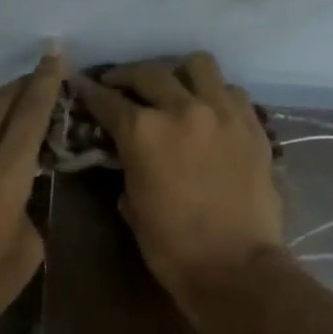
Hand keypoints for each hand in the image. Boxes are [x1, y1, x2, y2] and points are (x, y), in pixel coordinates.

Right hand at [71, 53, 283, 318]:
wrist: (235, 267)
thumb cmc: (172, 247)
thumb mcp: (134, 206)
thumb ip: (129, 167)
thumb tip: (129, 157)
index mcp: (144, 132)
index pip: (108, 100)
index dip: (89, 91)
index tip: (79, 84)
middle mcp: (183, 109)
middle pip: (149, 73)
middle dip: (127, 76)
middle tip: (118, 86)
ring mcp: (224, 113)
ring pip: (197, 66)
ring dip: (177, 73)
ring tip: (171, 88)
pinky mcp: (253, 125)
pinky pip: (230, 91)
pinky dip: (213, 93)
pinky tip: (207, 110)